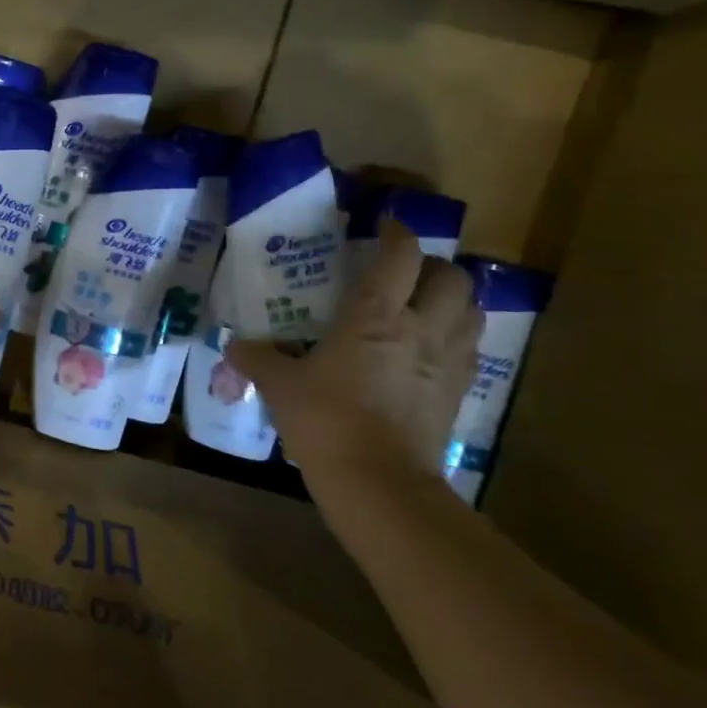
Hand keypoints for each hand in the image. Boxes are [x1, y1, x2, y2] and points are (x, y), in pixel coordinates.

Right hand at [227, 220, 481, 484]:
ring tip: (428, 303)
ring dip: (455, 298)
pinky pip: (470, 349)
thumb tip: (233, 346)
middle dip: (434, 265)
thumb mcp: (280, 386)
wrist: (378, 482)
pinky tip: (432, 348)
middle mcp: (421, 329)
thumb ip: (256, 359)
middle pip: (452, 278)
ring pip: (473, 311)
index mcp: (375, 316)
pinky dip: (457, 336)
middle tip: (407, 270)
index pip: (401, 256)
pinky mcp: (457, 393)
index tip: (383, 225)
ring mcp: (446, 362)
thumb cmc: (325, 420)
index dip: (397, 232)